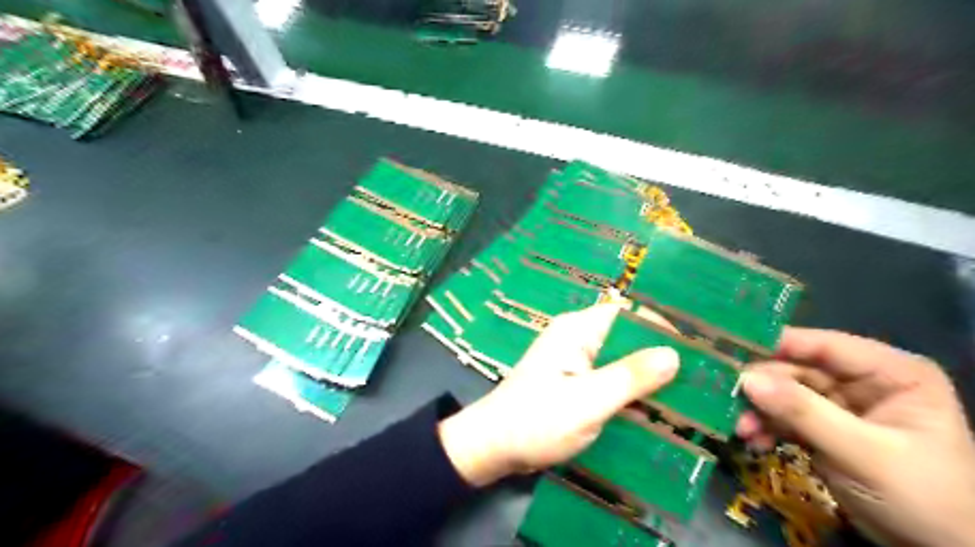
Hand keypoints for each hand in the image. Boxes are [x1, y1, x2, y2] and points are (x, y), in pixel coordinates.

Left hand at [437, 304, 678, 486]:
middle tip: (702, 377)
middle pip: (628, 337)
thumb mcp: (587, 401)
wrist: (494, 447)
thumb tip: (674, 354)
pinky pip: (611, 380)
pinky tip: (657, 411)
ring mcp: (576, 362)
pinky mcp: (575, 384)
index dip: (662, 325)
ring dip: (648, 377)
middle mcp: (578, 339)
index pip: (628, 313)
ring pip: (621, 361)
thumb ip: (629, 377)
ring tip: (690, 395)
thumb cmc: (536, 421)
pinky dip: (631, 392)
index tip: (698, 347)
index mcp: (578, 330)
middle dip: (660, 355)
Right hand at [740, 329, 974, 545]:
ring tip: (739, 428)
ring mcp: (840, 405)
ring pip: (784, 393)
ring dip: (759, 410)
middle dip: (762, 387)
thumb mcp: (864, 453)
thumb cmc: (924, 498)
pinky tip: (752, 440)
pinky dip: (765, 427)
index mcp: (889, 372)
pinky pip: (784, 417)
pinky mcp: (823, 428)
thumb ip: (805, 413)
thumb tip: (746, 380)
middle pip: (796, 370)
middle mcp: (861, 381)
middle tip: (726, 398)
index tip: (730, 347)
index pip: (824, 345)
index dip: (776, 343)